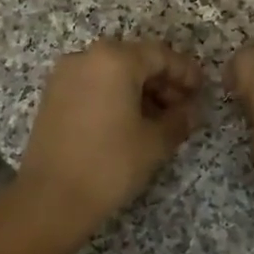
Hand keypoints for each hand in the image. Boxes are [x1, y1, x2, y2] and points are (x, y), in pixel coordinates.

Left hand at [17, 39, 204, 232]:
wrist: (51, 198)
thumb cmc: (110, 164)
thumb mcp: (155, 142)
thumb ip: (179, 119)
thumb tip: (189, 111)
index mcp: (114, 59)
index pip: (160, 55)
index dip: (185, 72)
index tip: (202, 90)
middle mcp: (86, 57)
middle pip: (134, 59)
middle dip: (162, 81)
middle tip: (183, 106)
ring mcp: (65, 75)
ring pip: (112, 72)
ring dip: (139, 89)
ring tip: (160, 118)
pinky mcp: (52, 96)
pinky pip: (93, 84)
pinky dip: (114, 95)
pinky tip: (130, 122)